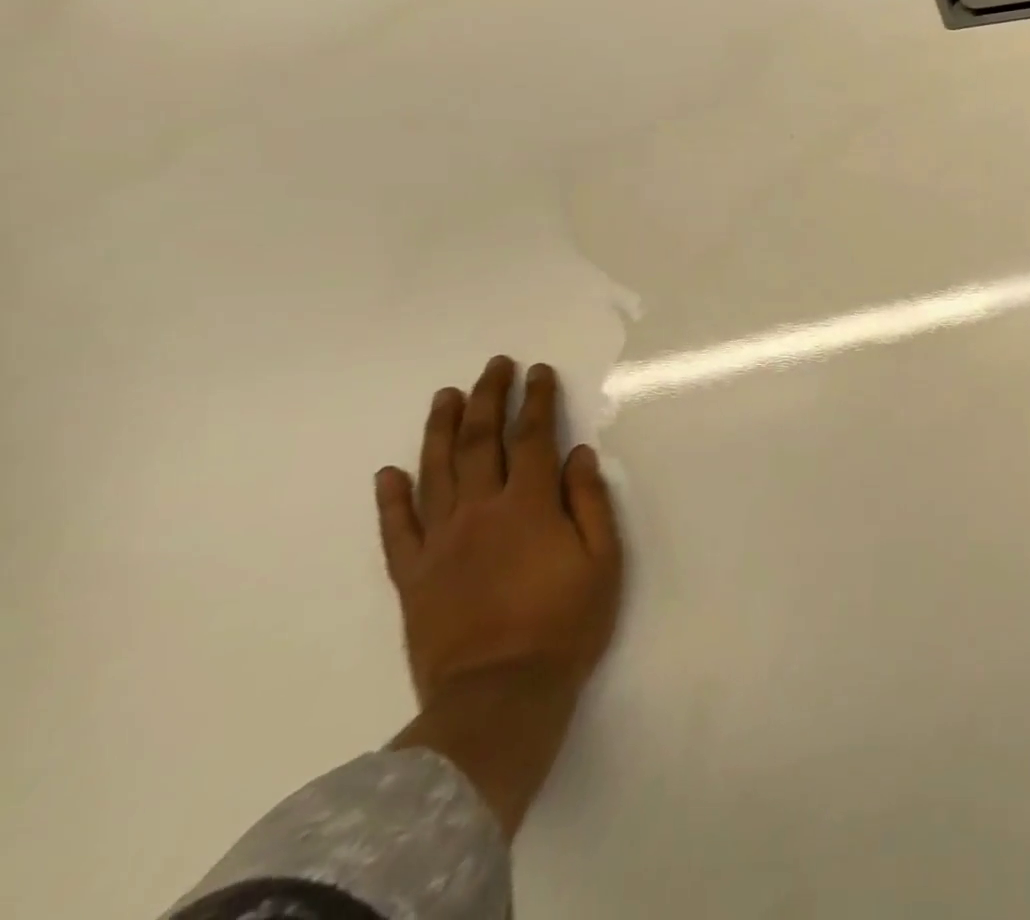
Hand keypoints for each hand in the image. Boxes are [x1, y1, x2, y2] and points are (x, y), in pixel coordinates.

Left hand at [376, 357, 622, 834]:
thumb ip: (589, 502)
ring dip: (441, 430)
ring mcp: (440, 543)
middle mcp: (480, 512)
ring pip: (436, 473)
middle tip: (493, 366)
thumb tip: (579, 454)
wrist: (498, 698)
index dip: (537, 400)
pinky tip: (389, 473)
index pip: (534, 437)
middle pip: (482, 442)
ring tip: (446, 396)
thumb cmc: (565, 624)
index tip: (538, 372)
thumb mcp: (604, 560)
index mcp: (530, 506)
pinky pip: (397, 530)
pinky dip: (392, 499)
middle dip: (489, 398)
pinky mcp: (413, 576)